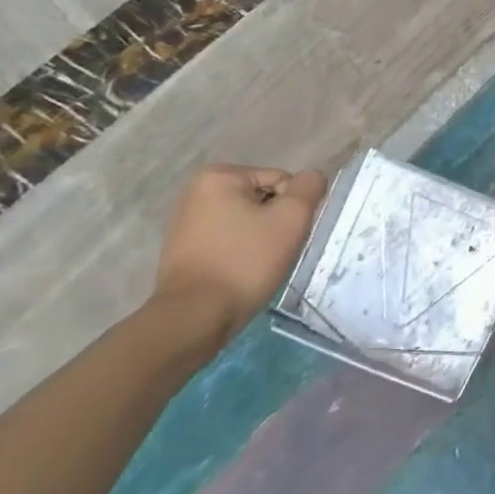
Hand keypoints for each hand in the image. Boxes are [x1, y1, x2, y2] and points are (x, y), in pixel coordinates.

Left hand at [153, 164, 328, 336]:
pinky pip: (227, 240)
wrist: (195, 317)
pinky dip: (239, 252)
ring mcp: (185, 220)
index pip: (281, 181)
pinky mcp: (182, 248)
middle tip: (274, 251)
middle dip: (274, 222)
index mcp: (219, 176)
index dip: (292, 209)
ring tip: (257, 264)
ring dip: (260, 238)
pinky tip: (239, 272)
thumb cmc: (245, 262)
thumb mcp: (291, 219)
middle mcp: (196, 191)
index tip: (283, 236)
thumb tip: (312, 177)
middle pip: (262, 199)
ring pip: (246, 221)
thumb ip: (309, 188)